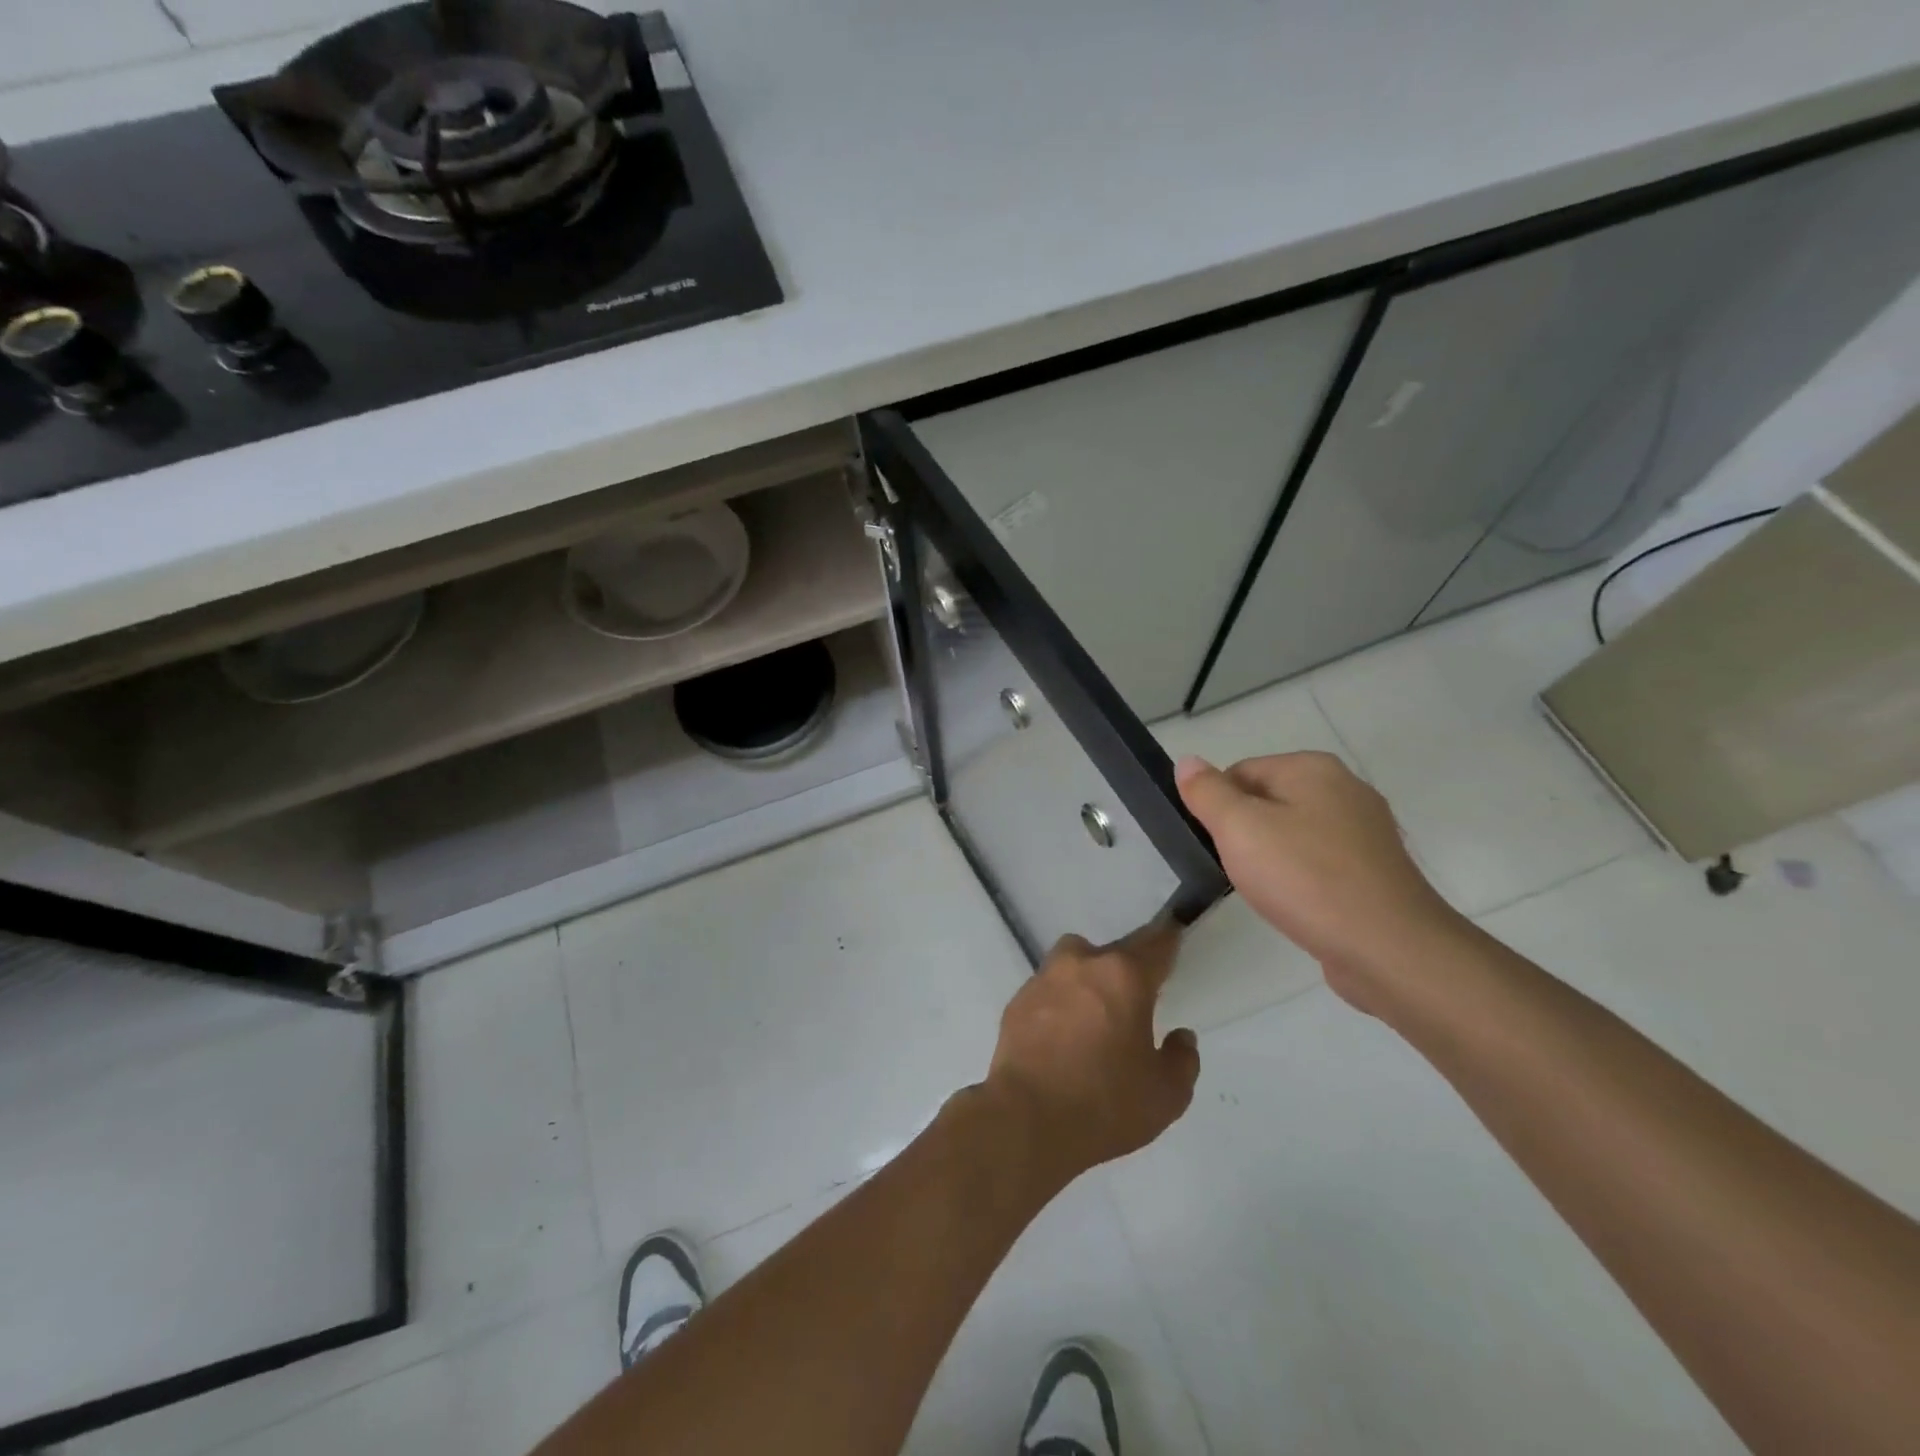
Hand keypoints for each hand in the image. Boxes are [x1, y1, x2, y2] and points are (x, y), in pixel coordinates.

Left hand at [980, 919, 1200, 1186]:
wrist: (1026, 1120)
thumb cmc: (1105, 1104)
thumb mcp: (1166, 1095)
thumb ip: (1182, 1059)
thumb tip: (1180, 1037)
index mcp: (1123, 976)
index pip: (1155, 945)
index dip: (1168, 940)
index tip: (1174, 936)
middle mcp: (1081, 964)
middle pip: (1112, 953)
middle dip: (1125, 970)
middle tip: (1134, 1002)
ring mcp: (1044, 979)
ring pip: (1074, 964)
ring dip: (1088, 981)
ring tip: (1095, 1019)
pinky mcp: (1017, 1001)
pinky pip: (1048, 991)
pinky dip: (1059, 1004)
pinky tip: (1063, 1038)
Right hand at [1175, 752, 1472, 1011]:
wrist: (1389, 949)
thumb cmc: (1305, 878)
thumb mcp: (1239, 829)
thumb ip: (1208, 792)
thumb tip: (1188, 761)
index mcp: (1313, 768)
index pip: (1240, 772)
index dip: (1219, 808)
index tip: (1216, 845)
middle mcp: (1346, 789)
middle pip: (1268, 801)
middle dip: (1245, 834)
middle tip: (1239, 870)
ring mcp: (1367, 831)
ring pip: (1294, 834)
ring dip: (1273, 859)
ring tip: (1268, 892)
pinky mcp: (1376, 871)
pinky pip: (1321, 863)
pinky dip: (1302, 879)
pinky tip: (1298, 905)